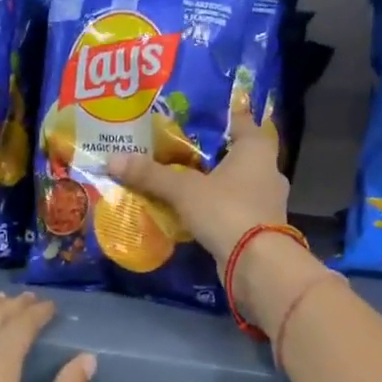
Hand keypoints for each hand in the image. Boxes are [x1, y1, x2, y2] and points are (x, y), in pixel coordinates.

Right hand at [107, 102, 289, 270]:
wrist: (257, 263)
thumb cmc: (226, 210)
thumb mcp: (184, 190)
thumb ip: (151, 174)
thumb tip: (113, 159)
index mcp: (257, 148)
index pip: (240, 120)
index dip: (217, 117)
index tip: (192, 117)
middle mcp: (268, 169)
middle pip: (236, 154)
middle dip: (210, 154)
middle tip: (179, 151)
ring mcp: (268, 200)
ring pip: (237, 183)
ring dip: (214, 184)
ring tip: (182, 182)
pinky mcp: (262, 227)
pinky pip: (235, 208)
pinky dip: (217, 208)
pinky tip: (194, 213)